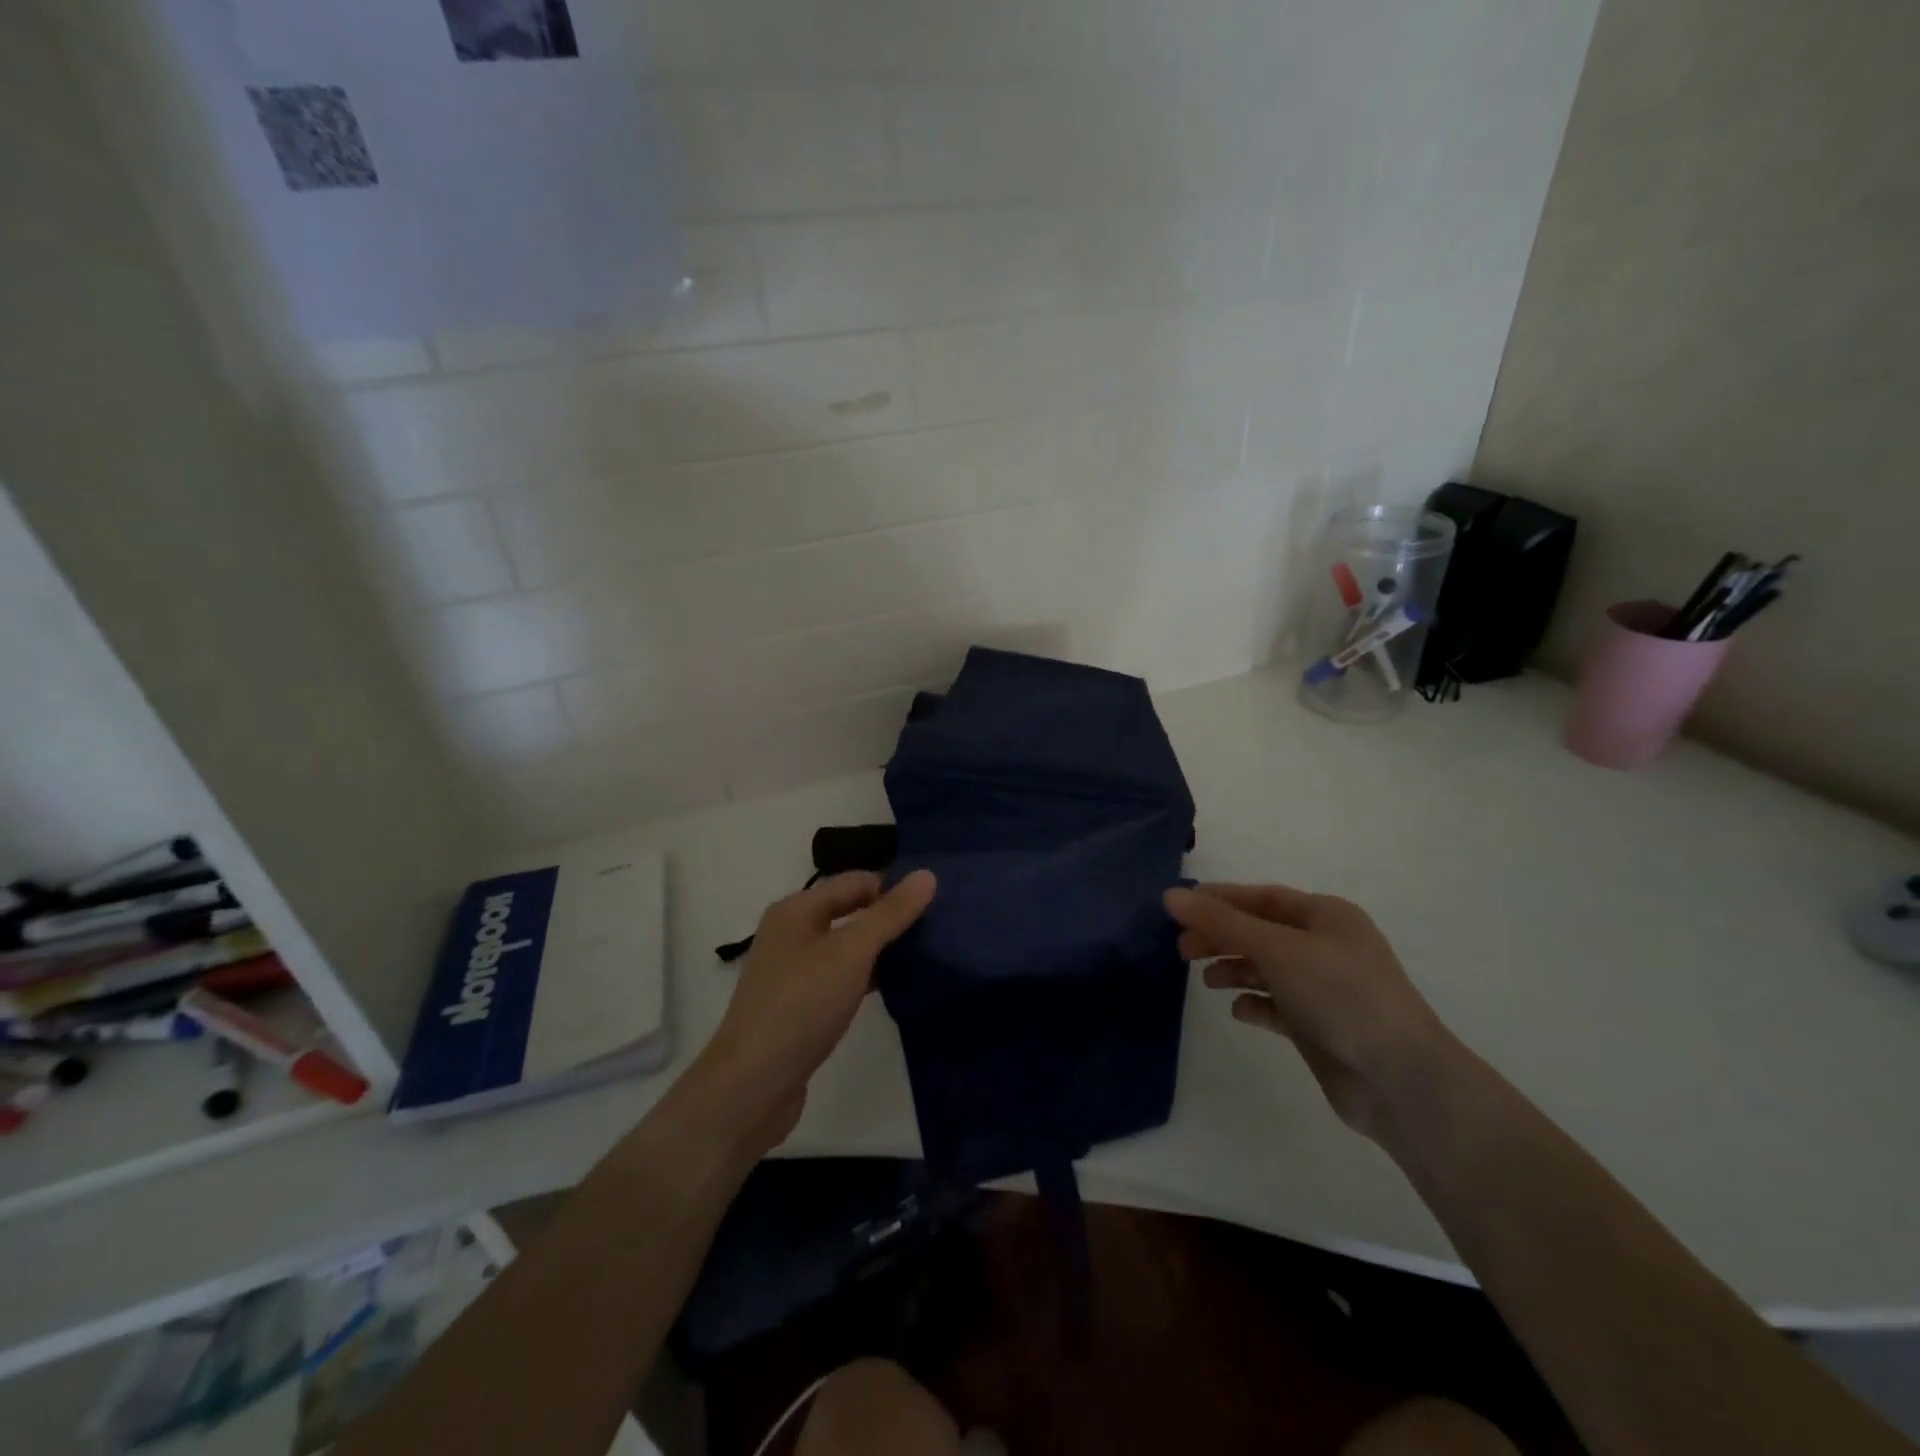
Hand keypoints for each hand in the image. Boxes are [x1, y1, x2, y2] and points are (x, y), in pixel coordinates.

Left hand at [698, 870, 935, 1146]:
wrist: (751, 1086)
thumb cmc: (801, 1006)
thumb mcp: (851, 953)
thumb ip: (890, 914)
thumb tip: (926, 875)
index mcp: (796, 910)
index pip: (854, 881)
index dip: (892, 886)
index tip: (935, 903)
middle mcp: (791, 933)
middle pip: (849, 911)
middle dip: (888, 917)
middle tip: (935, 927)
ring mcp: (793, 972)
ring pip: (846, 947)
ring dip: (880, 949)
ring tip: (925, 955)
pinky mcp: (800, 1006)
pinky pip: (841, 977)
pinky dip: (867, 977)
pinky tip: (896, 988)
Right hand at [1165, 883, 1449, 1138]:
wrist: (1400, 1079)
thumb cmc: (1340, 995)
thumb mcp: (1277, 949)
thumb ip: (1221, 922)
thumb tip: (1170, 895)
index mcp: (1326, 916)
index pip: (1262, 898)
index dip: (1219, 899)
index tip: (1178, 908)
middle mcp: (1326, 946)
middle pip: (1260, 932)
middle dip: (1221, 937)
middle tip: (1183, 950)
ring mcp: (1325, 988)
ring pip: (1267, 968)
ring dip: (1234, 969)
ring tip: (1207, 981)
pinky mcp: (1320, 1026)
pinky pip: (1277, 1006)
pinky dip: (1255, 1004)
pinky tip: (1239, 1011)